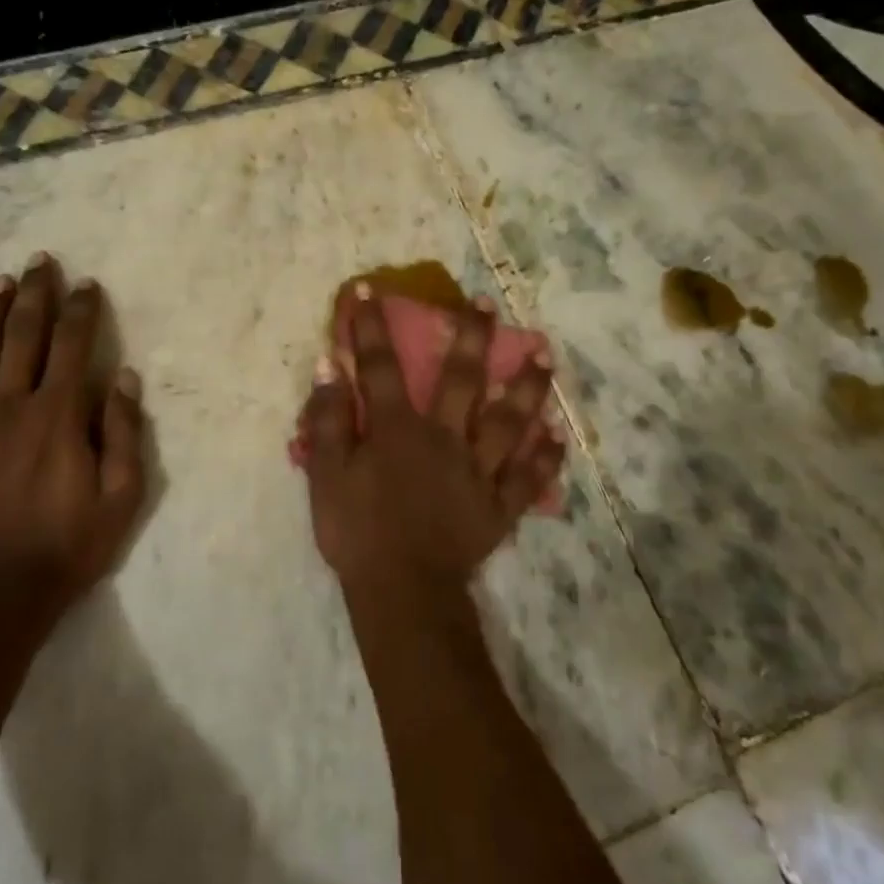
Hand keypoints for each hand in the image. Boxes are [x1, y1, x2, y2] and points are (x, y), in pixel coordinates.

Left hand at [0, 255, 146, 618]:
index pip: (71, 346)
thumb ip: (123, 432)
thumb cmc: (68, 545)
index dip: (81, 310)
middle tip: (40, 261)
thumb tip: (123, 377)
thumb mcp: (122, 496)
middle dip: (34, 294)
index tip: (86, 284)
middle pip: (22, 336)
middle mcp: (10, 407)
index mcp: (57, 415)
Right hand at [298, 285, 565, 595]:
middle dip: (471, 336)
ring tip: (545, 355)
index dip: (371, 327)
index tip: (370, 290)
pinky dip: (544, 456)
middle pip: (461, 379)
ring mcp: (478, 471)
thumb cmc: (357, 533)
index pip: (381, 367)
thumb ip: (328, 421)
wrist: (401, 593)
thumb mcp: (326, 476)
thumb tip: (330, 368)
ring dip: (527, 386)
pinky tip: (558, 434)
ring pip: (508, 420)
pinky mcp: (498, 505)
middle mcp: (444, 438)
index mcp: (398, 429)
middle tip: (487, 303)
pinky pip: (527, 477)